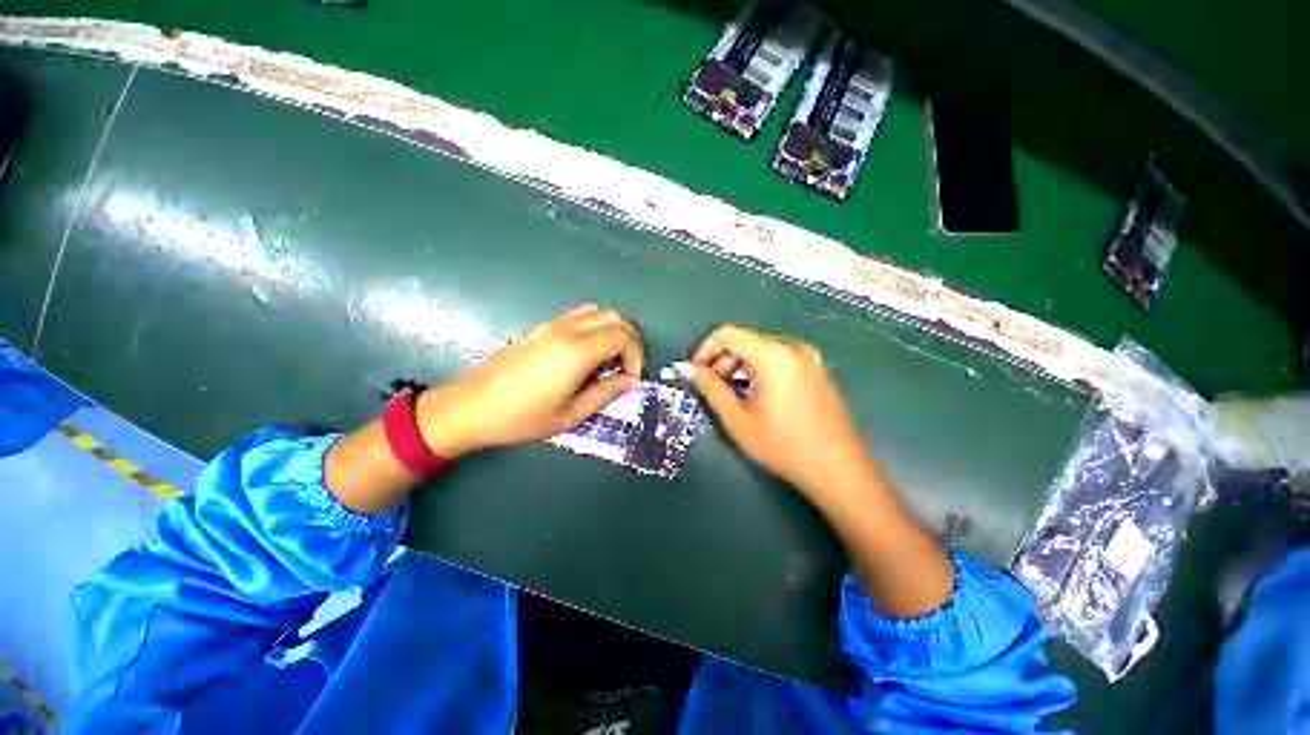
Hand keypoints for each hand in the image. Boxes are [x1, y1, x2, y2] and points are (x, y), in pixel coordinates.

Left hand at [416, 304, 642, 457]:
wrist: (471, 407)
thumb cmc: (522, 417)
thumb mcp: (571, 414)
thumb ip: (606, 393)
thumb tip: (632, 381)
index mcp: (577, 351)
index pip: (623, 336)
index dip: (636, 355)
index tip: (632, 378)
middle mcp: (568, 330)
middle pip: (614, 317)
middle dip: (631, 339)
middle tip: (628, 366)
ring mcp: (553, 325)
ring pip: (598, 312)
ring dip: (614, 330)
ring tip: (612, 358)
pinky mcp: (542, 328)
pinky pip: (579, 315)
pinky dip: (596, 326)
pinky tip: (589, 352)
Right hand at [689, 324, 874, 505]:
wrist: (839, 470)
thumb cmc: (784, 445)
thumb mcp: (738, 419)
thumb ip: (711, 388)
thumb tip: (691, 370)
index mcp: (774, 355)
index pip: (728, 333)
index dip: (706, 349)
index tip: (696, 373)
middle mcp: (793, 348)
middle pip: (746, 341)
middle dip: (722, 360)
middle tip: (712, 388)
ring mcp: (809, 359)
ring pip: (762, 351)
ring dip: (740, 367)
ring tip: (733, 396)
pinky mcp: (817, 371)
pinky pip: (779, 360)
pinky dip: (759, 371)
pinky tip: (756, 397)